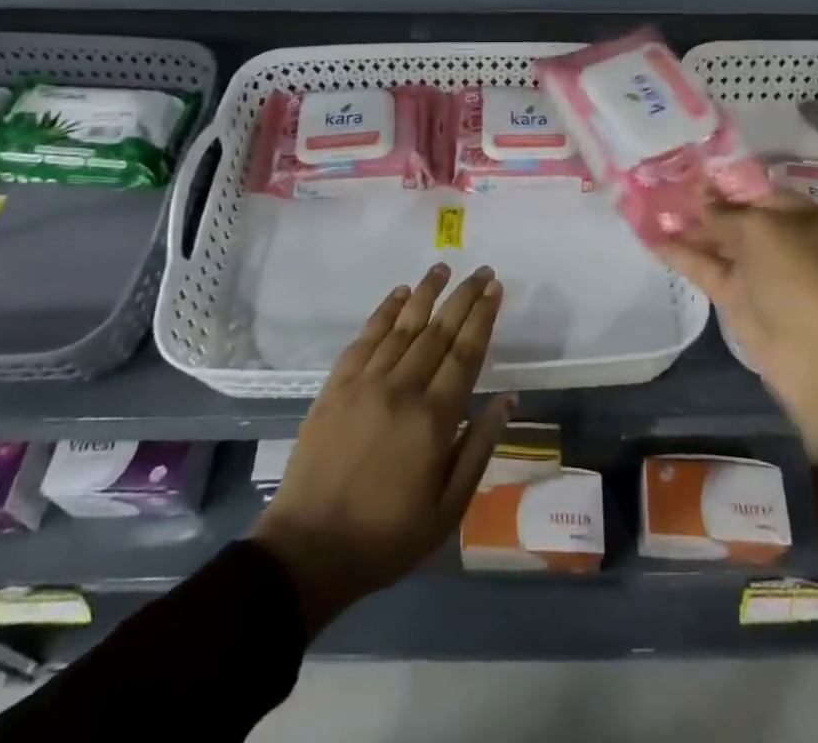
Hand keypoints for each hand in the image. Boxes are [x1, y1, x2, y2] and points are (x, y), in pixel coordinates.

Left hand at [252, 264, 512, 634]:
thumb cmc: (388, 535)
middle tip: (481, 270)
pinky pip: (365, 338)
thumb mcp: (448, 508)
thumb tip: (506, 400)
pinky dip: (384, 312)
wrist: (310, 548)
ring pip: (403, 325)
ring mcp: (365, 383)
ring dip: (426, 293)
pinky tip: (399, 295)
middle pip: (438, 330)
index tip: (495, 289)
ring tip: (443, 267)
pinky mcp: (336, 386)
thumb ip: (479, 448)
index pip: (466, 352)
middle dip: (463, 296)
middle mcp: (402, 388)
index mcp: (434, 418)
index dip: (483, 317)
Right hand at [658, 194, 817, 458]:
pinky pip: (704, 266)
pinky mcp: (734, 293)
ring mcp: (755, 268)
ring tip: (646, 205)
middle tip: (657, 184)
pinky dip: (679, 253)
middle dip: (698, 201)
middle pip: (732, 213)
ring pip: (715, 240)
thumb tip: (700, 194)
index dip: (721, 179)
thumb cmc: (798, 277)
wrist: (815, 357)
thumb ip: (724, 211)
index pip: (755, 188)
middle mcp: (778, 238)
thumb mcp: (762, 231)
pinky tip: (650, 237)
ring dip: (684, 226)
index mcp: (800, 216)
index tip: (685, 167)